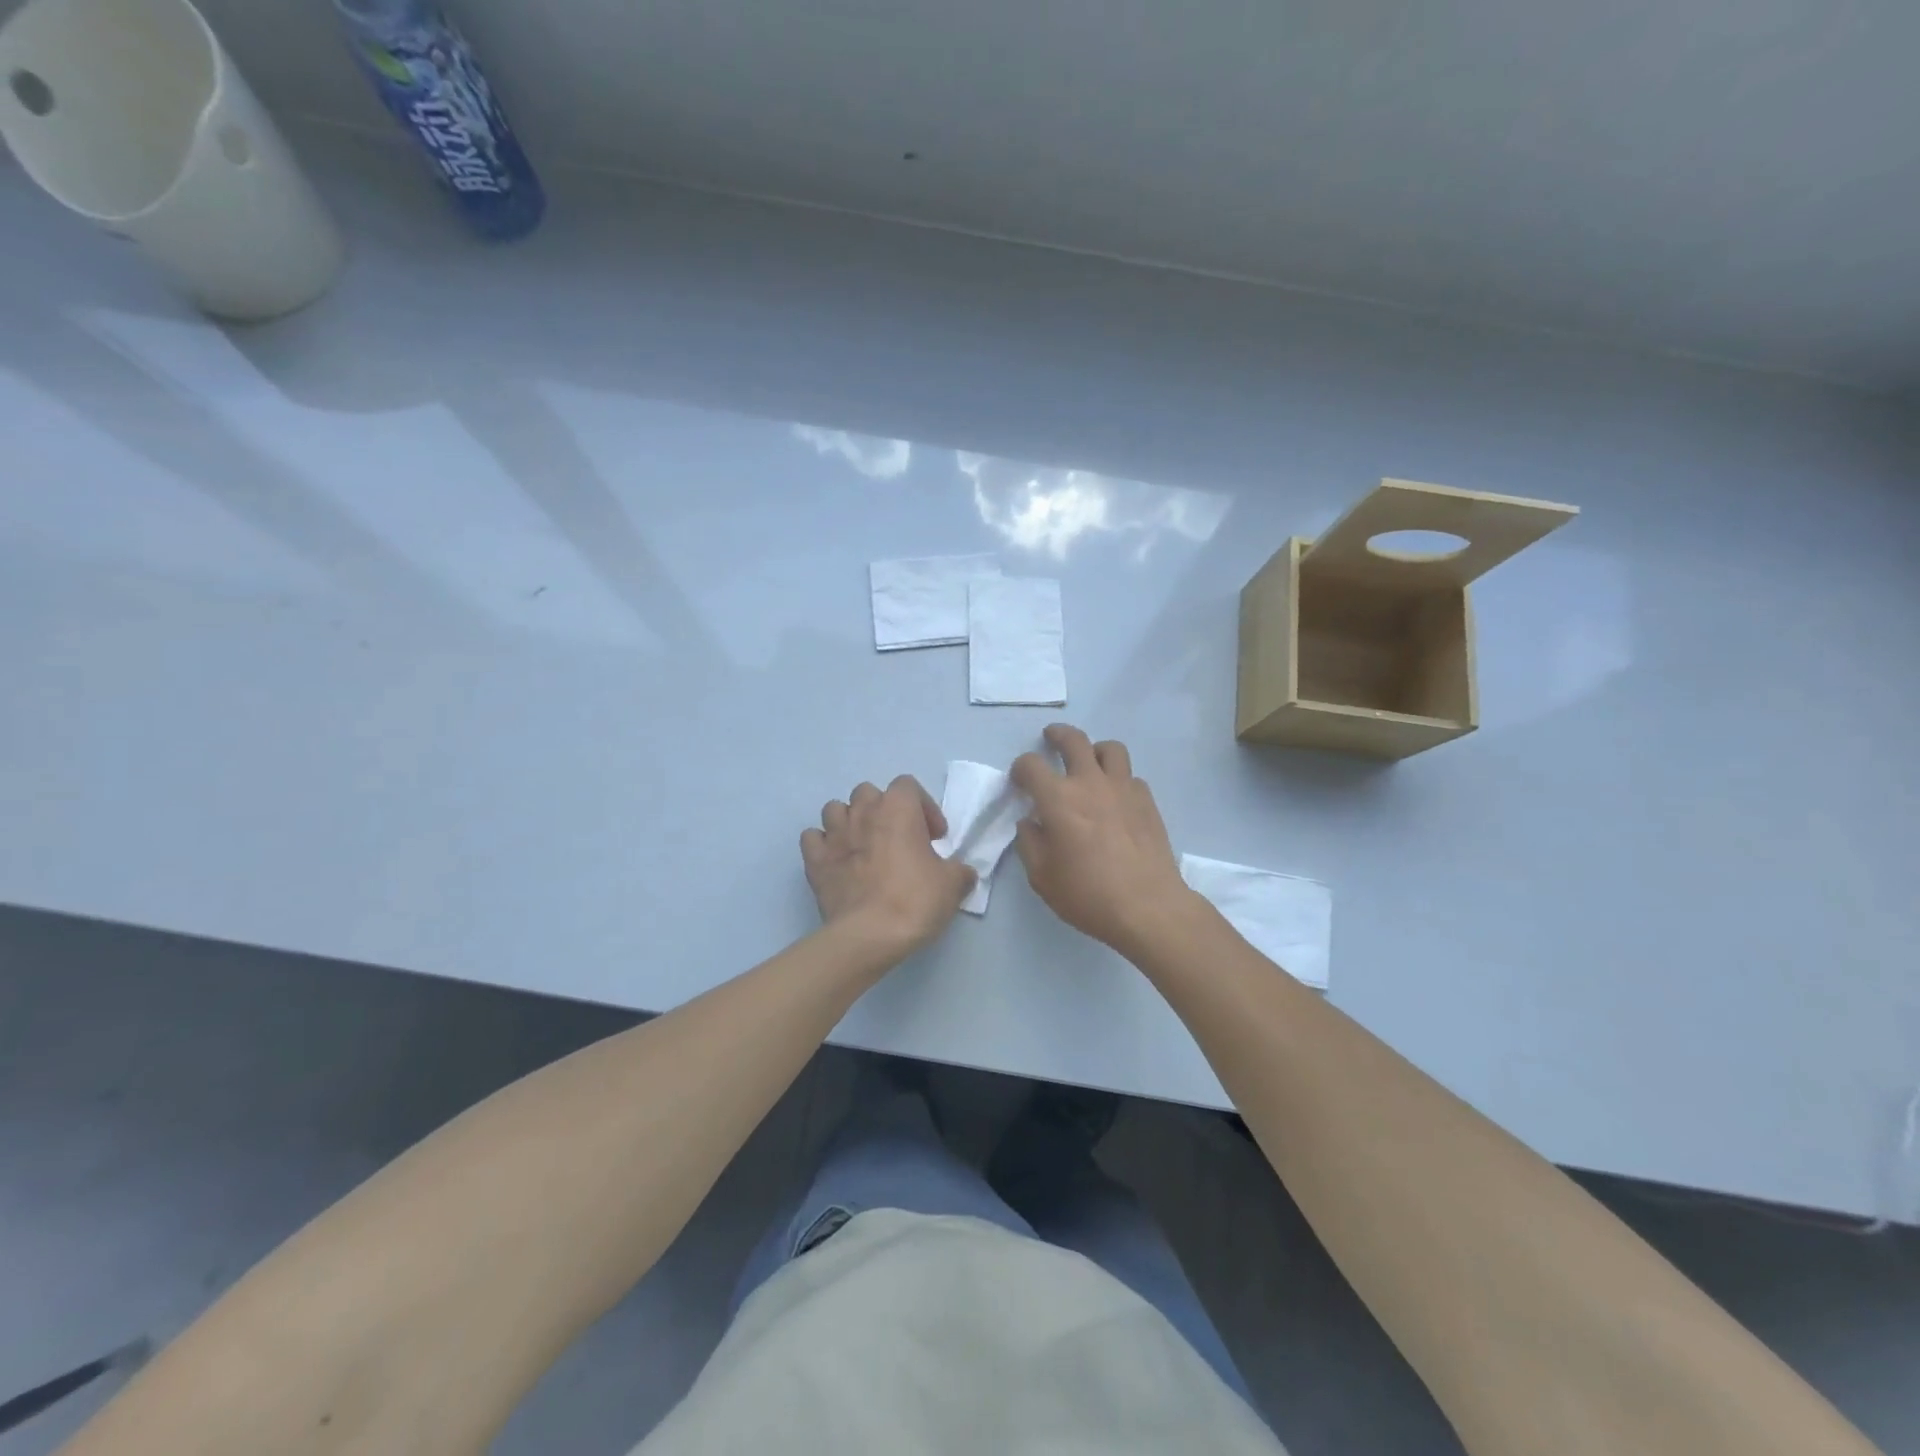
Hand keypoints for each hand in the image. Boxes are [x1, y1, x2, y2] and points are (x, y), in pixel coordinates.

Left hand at [802, 775, 976, 960]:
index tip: (934, 837)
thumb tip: (962, 873)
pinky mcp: (814, 860)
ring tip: (864, 846)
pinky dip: (823, 844)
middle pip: (869, 792)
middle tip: (898, 838)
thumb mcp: (953, 885)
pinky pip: (812, 838)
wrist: (869, 935)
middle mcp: (863, 812)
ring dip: (850, 821)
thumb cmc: (914, 900)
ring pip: (835, 809)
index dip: (923, 807)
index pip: (908, 785)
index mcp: (898, 808)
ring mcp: (834, 835)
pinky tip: (836, 861)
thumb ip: (959, 871)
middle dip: (883, 810)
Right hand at [1011, 724, 1193, 954]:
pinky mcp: (1147, 801)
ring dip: (1095, 750)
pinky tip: (1115, 798)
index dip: (1020, 768)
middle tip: (1051, 739)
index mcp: (1058, 799)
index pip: (1031, 765)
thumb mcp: (1041, 877)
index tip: (1020, 780)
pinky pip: (1131, 776)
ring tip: (1090, 762)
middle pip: (1073, 740)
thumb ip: (1030, 843)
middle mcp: (1090, 783)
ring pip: (1110, 748)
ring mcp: (1123, 788)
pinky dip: (1119, 779)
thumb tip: (1030, 823)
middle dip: (1057, 735)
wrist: (1147, 906)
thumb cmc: (1087, 894)